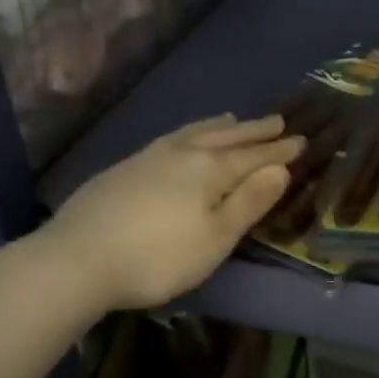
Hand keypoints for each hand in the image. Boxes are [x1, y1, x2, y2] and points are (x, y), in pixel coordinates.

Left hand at [44, 113, 303, 310]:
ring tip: (234, 119)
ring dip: (220, 126)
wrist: (77, 258)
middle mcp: (183, 153)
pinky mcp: (125, 167)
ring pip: (195, 132)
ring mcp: (150, 156)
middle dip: (254, 131)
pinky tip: (183, 139)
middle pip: (227, 137)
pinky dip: (190, 133)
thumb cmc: (158, 257)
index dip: (279, 150)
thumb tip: (280, 169)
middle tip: (278, 120)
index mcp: (210, 170)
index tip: (301, 139)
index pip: (254, 156)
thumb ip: (249, 202)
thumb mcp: (215, 238)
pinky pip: (171, 138)